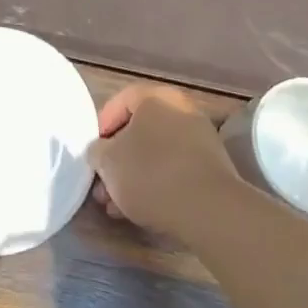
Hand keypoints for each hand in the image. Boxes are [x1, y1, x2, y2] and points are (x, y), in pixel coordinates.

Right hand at [88, 83, 238, 240]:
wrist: (209, 210)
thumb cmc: (151, 174)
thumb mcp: (108, 162)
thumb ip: (97, 151)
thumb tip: (101, 151)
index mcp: (155, 97)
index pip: (120, 101)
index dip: (101, 126)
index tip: (94, 154)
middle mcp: (181, 110)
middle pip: (139, 130)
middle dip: (118, 159)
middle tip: (103, 185)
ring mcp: (201, 138)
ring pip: (157, 153)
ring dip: (135, 176)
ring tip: (118, 206)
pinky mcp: (213, 168)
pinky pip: (176, 169)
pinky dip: (158, 184)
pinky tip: (144, 210)